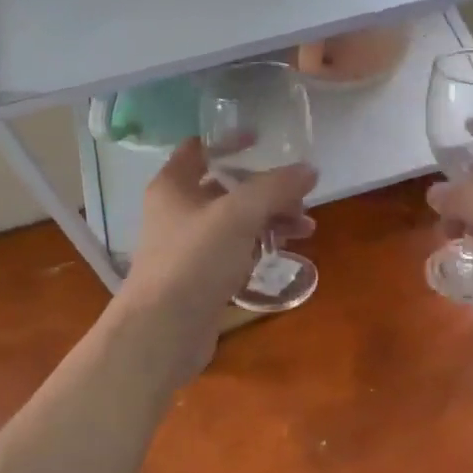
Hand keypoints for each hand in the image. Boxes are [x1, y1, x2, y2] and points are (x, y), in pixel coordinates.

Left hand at [118, 139, 316, 380]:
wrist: (163, 331)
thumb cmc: (195, 260)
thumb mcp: (239, 214)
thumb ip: (276, 187)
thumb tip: (309, 170)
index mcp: (174, 185)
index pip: (200, 148)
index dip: (230, 141)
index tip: (264, 141)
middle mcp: (178, 211)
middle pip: (228, 187)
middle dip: (267, 190)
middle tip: (300, 200)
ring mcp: (188, 245)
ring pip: (236, 221)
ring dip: (271, 219)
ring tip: (305, 230)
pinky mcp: (201, 276)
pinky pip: (235, 250)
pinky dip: (259, 246)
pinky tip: (284, 252)